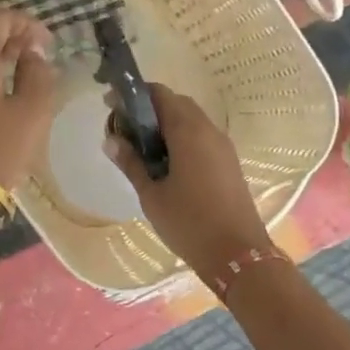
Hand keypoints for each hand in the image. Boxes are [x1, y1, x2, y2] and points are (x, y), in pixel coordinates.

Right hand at [104, 83, 272, 277]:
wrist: (239, 255)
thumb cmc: (189, 223)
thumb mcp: (152, 195)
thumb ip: (131, 163)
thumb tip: (111, 140)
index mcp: (188, 131)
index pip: (159, 94)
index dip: (133, 95)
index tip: (111, 106)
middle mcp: (208, 130)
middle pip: (176, 103)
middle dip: (149, 108)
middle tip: (125, 128)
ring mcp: (222, 145)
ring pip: (191, 119)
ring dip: (166, 123)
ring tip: (142, 146)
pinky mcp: (229, 161)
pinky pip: (202, 136)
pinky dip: (181, 137)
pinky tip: (166, 162)